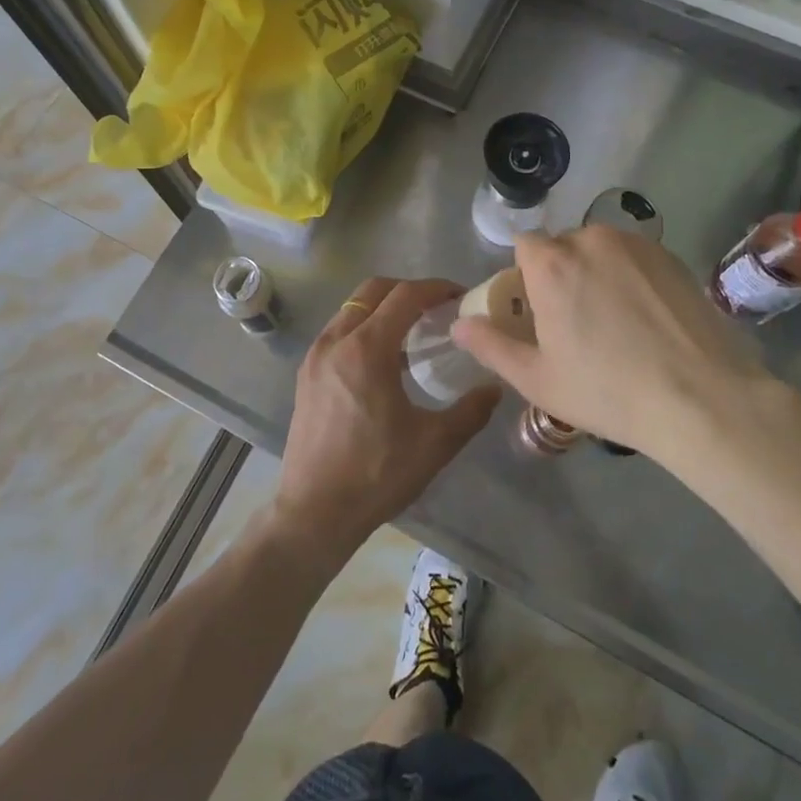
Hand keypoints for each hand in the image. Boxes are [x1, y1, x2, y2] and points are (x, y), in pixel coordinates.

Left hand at [274, 276, 499, 558]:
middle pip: (373, 290)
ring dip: (382, 308)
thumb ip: (470, 411)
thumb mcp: (434, 444)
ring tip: (412, 334)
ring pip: (351, 308)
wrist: (314, 512)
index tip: (459, 296)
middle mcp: (336, 340)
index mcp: (367, 348)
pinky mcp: (305, 374)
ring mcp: (316, 355)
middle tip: (436, 309)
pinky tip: (382, 360)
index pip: (405, 295)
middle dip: (407, 290)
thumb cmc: (377, 474)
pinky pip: (338, 331)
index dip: (435, 288)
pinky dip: (362, 328)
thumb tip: (495, 387)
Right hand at [452, 226, 776, 465]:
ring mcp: (635, 244)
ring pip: (600, 250)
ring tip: (616, 322)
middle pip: (562, 246)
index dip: (525, 276)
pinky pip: (634, 258)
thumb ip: (490, 346)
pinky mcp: (670, 256)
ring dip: (597, 273)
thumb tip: (458, 324)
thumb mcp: (537, 379)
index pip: (523, 245)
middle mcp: (590, 240)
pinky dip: (631, 277)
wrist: (702, 398)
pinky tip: (648, 319)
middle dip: (561, 274)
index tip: (537, 310)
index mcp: (551, 264)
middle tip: (577, 322)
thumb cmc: (608, 391)